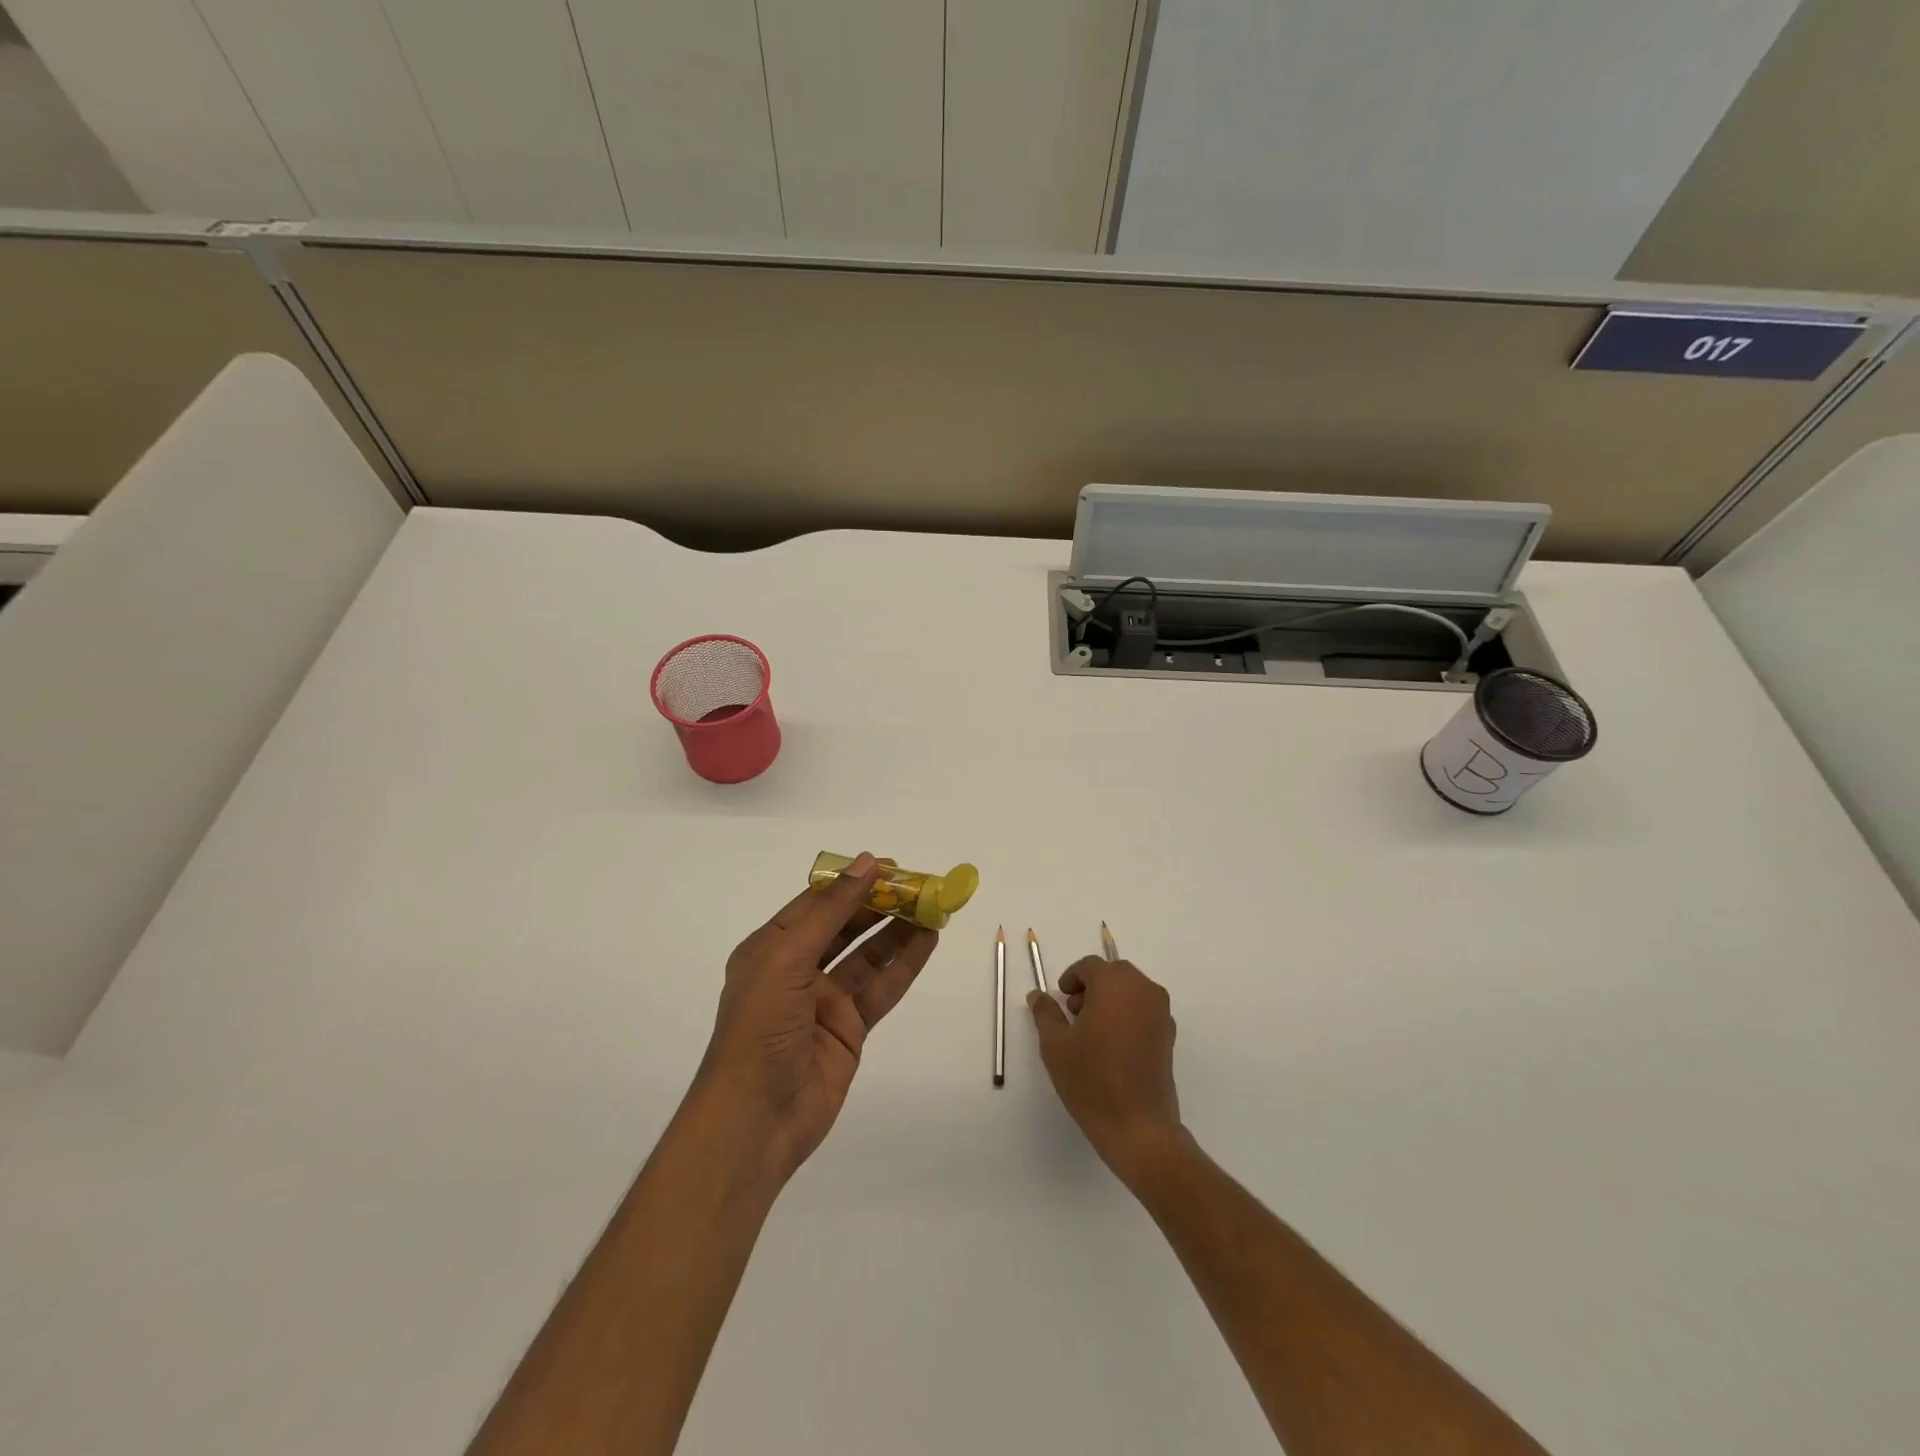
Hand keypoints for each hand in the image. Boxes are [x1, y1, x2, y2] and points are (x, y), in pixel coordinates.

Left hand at [693, 852, 938, 1183]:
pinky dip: (905, 964)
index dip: (852, 882)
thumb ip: (830, 911)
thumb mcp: (787, 958)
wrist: (757, 1119)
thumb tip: (868, 862)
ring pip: (868, 954)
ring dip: (898, 930)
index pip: (816, 902)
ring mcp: (825, 1000)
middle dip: (881, 904)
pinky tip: (928, 942)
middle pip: (845, 926)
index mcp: (771, 947)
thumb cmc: (760, 1028)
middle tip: (921, 886)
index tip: (891, 865)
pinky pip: (881, 987)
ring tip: (933, 908)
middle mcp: (797, 969)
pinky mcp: (849, 1028)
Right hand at [1029, 957, 1184, 1185]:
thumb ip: (1046, 1013)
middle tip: (1074, 1012)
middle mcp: (1143, 990)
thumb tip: (1038, 995)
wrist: (1138, 1126)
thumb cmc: (1092, 1080)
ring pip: (1132, 990)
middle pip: (1114, 974)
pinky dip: (1127, 1014)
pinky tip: (1112, 1045)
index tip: (1060, 998)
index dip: (1071, 978)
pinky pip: (1145, 1010)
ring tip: (1091, 1030)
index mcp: (1114, 984)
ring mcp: (1161, 1012)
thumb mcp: (1055, 1045)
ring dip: (1111, 998)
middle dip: (1092, 986)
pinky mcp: (1169, 1035)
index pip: (1090, 966)